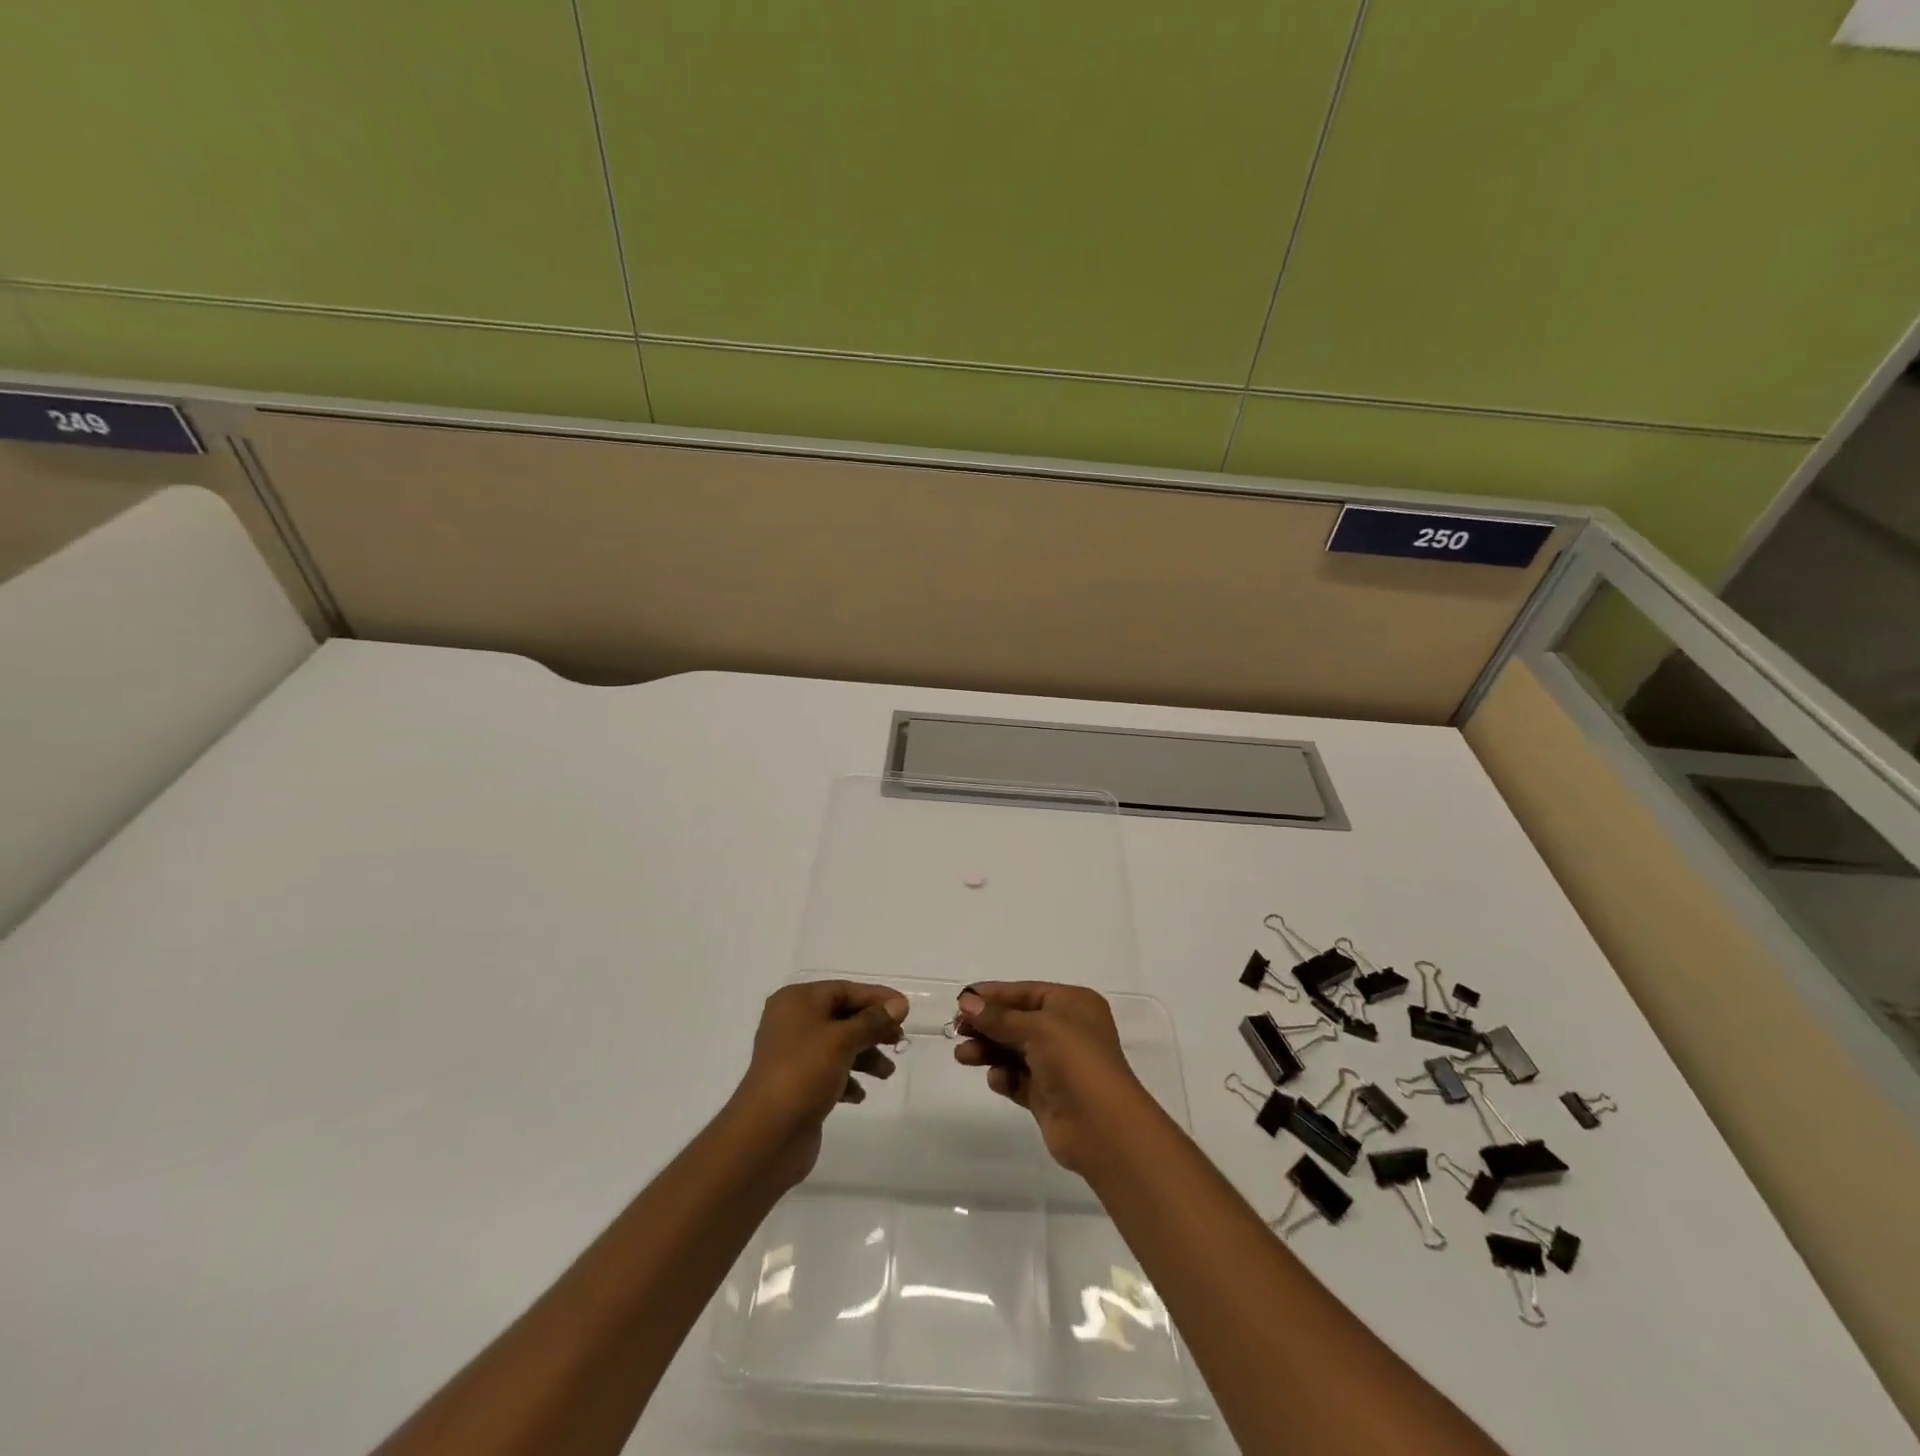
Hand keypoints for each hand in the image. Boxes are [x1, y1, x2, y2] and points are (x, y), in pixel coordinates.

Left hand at [729, 980, 907, 1189]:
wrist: (766, 1135)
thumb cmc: (804, 1073)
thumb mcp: (842, 1040)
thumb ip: (873, 1020)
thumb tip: (899, 1004)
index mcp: (797, 1001)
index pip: (844, 990)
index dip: (876, 997)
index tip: (905, 1009)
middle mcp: (793, 1022)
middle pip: (843, 1016)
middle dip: (873, 1028)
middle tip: (899, 1041)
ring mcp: (794, 1055)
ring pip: (839, 1045)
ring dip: (865, 1056)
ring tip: (886, 1073)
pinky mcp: (797, 1084)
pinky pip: (830, 1071)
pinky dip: (848, 1078)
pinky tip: (859, 1095)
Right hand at [953, 982, 1155, 1175]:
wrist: (1103, 1127)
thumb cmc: (1075, 1061)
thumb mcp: (1037, 1028)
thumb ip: (999, 1017)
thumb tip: (966, 1002)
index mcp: (1073, 1004)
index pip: (1026, 992)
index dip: (994, 995)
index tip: (961, 999)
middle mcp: (1067, 1031)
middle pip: (1017, 1021)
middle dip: (987, 1024)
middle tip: (956, 1029)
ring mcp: (1058, 1065)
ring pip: (1014, 1051)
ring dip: (988, 1050)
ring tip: (962, 1056)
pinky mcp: (1049, 1096)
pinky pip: (1019, 1080)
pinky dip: (1005, 1077)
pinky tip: (996, 1079)